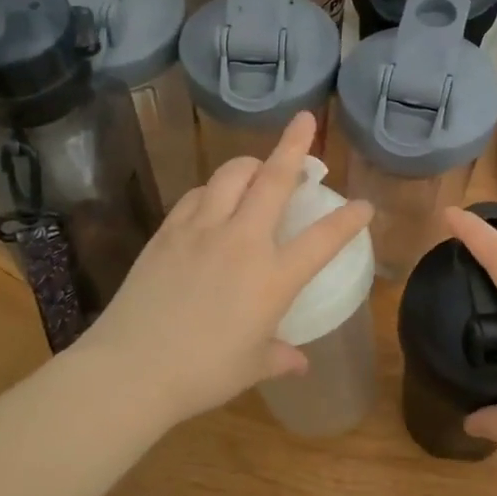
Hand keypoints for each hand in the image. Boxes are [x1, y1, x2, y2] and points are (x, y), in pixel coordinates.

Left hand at [78, 112, 372, 427]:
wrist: (131, 369)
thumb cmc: (202, 373)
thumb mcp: (252, 367)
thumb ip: (280, 356)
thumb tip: (299, 361)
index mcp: (273, 277)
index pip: (323, 239)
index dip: (349, 219)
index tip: (365, 205)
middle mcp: (242, 241)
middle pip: (274, 180)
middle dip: (295, 145)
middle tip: (306, 121)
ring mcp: (201, 230)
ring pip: (231, 176)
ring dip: (251, 163)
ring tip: (259, 167)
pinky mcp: (168, 231)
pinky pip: (196, 195)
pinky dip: (212, 189)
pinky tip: (213, 199)